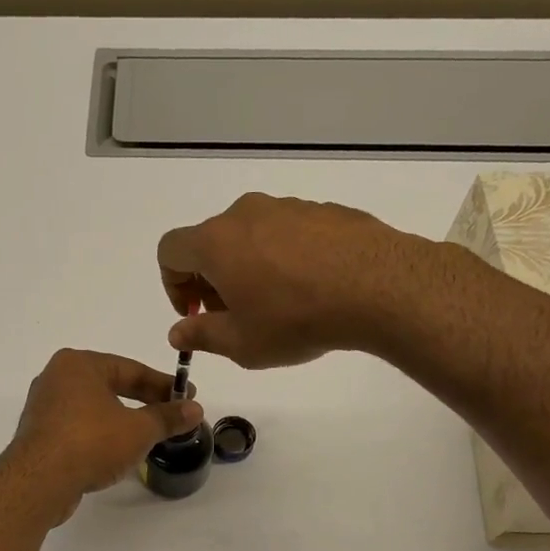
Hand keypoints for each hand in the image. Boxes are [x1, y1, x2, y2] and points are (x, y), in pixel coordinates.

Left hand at [6, 349, 203, 523]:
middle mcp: (56, 378)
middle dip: (143, 401)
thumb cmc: (91, 442)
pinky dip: (100, 435)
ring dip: (122, 420)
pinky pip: (78, 428)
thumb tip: (195, 409)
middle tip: (171, 414)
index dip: (163, 384)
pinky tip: (117, 451)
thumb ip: (167, 417)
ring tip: (148, 435)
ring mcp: (44, 407)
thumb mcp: (138, 429)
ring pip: (93, 408)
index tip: (187, 396)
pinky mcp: (39, 435)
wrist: (39, 482)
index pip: (130, 369)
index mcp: (78, 364)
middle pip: (110, 386)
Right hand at [156, 193, 415, 367]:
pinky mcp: (324, 210)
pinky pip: (288, 233)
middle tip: (234, 316)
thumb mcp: (241, 343)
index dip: (173, 285)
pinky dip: (285, 258)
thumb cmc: (295, 318)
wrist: (379, 287)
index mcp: (216, 242)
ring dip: (248, 268)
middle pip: (210, 242)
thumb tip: (177, 333)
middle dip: (211, 279)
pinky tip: (311, 289)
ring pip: (250, 236)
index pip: (170, 251)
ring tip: (277, 305)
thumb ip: (201, 336)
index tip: (197, 314)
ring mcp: (288, 207)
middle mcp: (246, 214)